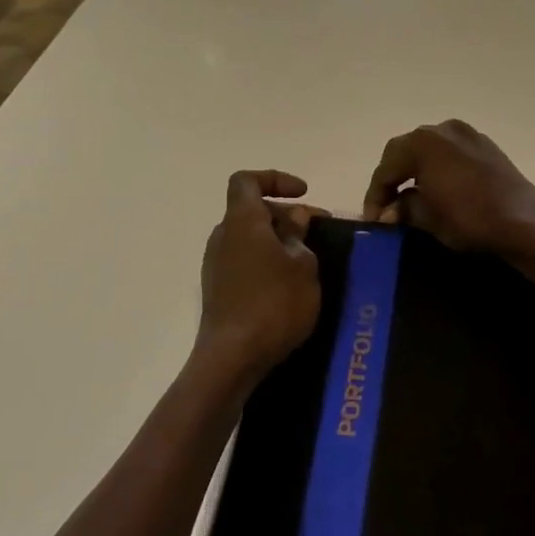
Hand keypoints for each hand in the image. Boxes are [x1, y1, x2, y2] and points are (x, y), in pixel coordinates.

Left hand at [196, 170, 324, 382]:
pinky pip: (245, 261)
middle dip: (286, 215)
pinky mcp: (218, 290)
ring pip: (250, 238)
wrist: (233, 357)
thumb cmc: (274, 304)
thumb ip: (299, 236)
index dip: (275, 179)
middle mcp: (223, 237)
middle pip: (251, 211)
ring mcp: (217, 265)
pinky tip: (290, 285)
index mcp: (242, 221)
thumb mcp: (303, 266)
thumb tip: (294, 219)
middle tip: (318, 232)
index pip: (247, 181)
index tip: (304, 194)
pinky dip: (267, 262)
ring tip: (308, 260)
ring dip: (278, 241)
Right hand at [362, 120, 534, 253]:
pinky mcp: (486, 145)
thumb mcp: (427, 218)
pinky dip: (438, 169)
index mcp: (422, 142)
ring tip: (411, 199)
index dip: (375, 195)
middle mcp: (442, 129)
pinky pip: (451, 154)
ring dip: (416, 172)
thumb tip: (391, 211)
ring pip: (429, 151)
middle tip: (388, 208)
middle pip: (405, 152)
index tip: (373, 220)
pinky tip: (439, 190)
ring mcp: (467, 134)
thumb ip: (404, 208)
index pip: (386, 167)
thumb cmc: (469, 218)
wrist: (524, 220)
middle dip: (394, 180)